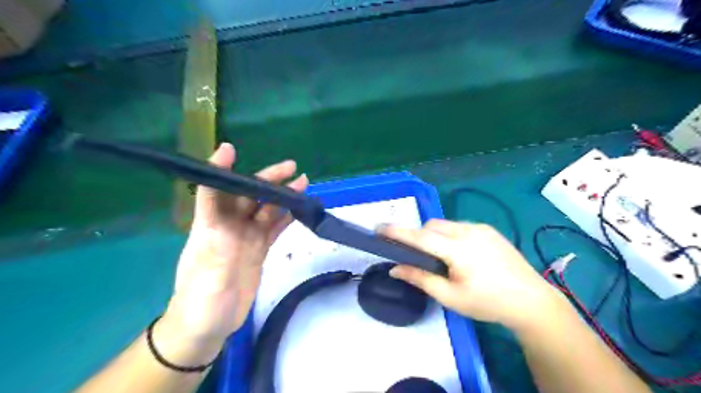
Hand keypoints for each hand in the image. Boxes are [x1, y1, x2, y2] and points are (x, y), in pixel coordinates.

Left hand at [162, 143, 308, 348]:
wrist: (208, 327)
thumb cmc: (201, 299)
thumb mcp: (207, 267)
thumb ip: (219, 235)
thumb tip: (225, 211)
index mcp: (210, 226)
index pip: (214, 191)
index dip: (221, 169)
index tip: (232, 150)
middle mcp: (228, 227)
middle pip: (248, 196)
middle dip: (268, 180)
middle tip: (292, 168)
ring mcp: (245, 238)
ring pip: (266, 210)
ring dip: (282, 196)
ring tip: (302, 183)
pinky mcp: (257, 250)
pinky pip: (273, 228)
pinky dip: (285, 217)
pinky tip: (298, 208)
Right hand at [379, 220, 562, 329]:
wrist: (531, 301)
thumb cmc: (488, 303)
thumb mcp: (450, 297)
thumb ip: (420, 279)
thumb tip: (394, 269)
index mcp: (459, 250)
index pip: (420, 237)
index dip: (397, 232)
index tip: (378, 228)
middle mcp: (469, 231)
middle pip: (432, 226)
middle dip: (419, 236)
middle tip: (419, 256)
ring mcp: (481, 228)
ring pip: (446, 224)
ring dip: (436, 236)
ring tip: (443, 258)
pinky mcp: (489, 230)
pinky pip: (460, 226)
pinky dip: (451, 236)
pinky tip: (461, 255)